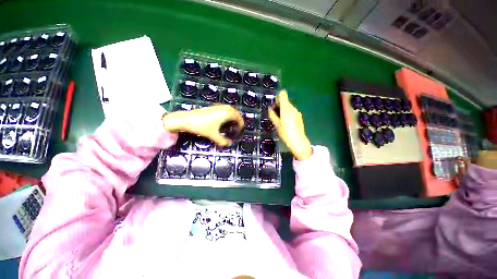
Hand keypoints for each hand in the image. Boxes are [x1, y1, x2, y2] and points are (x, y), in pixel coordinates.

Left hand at [162, 105, 243, 145]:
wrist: (186, 119)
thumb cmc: (201, 126)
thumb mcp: (213, 135)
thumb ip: (222, 141)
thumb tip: (229, 144)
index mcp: (227, 114)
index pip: (239, 118)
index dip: (241, 125)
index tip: (240, 131)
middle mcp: (224, 108)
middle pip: (236, 113)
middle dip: (238, 120)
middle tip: (237, 128)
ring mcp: (218, 106)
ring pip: (230, 110)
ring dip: (233, 116)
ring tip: (231, 125)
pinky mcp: (213, 107)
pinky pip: (224, 109)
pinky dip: (227, 114)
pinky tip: (223, 120)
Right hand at [269, 90, 312, 160]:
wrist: (297, 141)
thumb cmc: (285, 132)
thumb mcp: (276, 124)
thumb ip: (272, 114)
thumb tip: (270, 108)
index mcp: (286, 108)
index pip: (283, 94)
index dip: (277, 97)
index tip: (274, 104)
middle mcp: (292, 108)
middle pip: (285, 101)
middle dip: (279, 105)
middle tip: (274, 114)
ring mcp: (297, 112)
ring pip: (288, 106)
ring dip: (283, 110)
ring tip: (280, 120)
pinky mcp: (299, 116)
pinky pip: (292, 111)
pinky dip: (288, 113)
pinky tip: (286, 123)